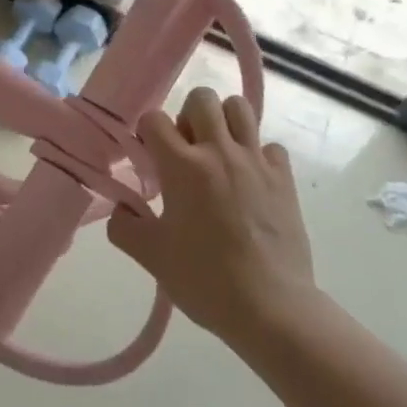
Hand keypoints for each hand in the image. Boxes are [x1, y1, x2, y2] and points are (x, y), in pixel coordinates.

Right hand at [108, 87, 316, 350]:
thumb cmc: (204, 280)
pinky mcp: (284, 178)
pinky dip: (258, 155)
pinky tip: (250, 181)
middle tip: (186, 151)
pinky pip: (270, 145)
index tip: (149, 157)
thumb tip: (122, 208)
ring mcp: (255, 161)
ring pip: (239, 108)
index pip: (154, 119)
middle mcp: (218, 152)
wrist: (271, 308)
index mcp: (182, 166)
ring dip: (224, 122)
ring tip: (218, 153)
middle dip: (187, 116)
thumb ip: (123, 226)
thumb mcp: (150, 256)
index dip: (146, 133)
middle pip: (201, 98)